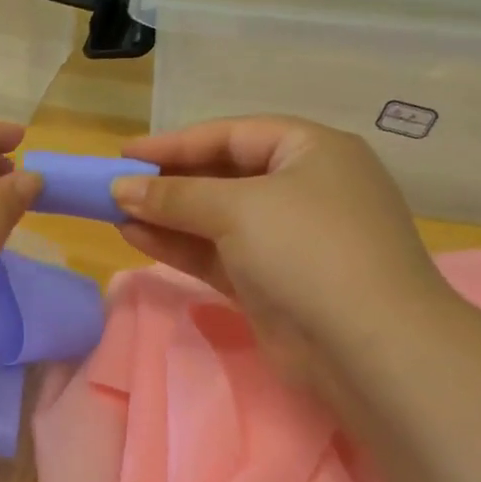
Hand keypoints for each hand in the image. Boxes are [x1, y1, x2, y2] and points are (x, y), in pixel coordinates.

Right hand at [111, 116, 452, 384]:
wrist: (366, 346)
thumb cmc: (309, 250)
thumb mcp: (239, 209)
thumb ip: (175, 196)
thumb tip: (120, 189)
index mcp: (311, 151)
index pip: (233, 134)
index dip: (176, 142)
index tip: (125, 153)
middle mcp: (303, 189)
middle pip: (224, 176)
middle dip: (169, 182)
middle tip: (117, 186)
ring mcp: (288, 241)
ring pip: (216, 220)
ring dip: (167, 216)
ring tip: (114, 213)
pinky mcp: (271, 284)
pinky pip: (218, 255)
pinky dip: (180, 247)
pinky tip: (137, 238)